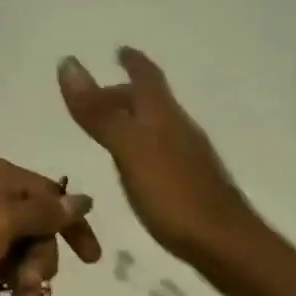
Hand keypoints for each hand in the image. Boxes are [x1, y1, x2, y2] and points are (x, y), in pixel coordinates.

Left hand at [0, 156, 101, 295]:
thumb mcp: (2, 222)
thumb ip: (45, 212)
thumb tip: (85, 199)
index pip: (51, 193)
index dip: (74, 225)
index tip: (91, 260)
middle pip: (37, 222)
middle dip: (42, 257)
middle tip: (33, 286)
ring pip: (19, 242)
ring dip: (26, 272)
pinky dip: (7, 274)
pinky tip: (7, 295)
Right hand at [58, 48, 257, 266]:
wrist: (226, 246)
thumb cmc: (174, 195)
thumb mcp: (129, 150)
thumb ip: (99, 113)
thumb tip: (68, 63)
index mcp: (163, 117)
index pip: (147, 79)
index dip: (133, 62)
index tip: (120, 49)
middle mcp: (179, 131)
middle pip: (151, 102)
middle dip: (125, 93)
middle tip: (95, 98)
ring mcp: (189, 159)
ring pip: (157, 127)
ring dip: (132, 119)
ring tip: (109, 127)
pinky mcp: (190, 185)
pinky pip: (160, 151)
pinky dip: (140, 145)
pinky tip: (134, 166)